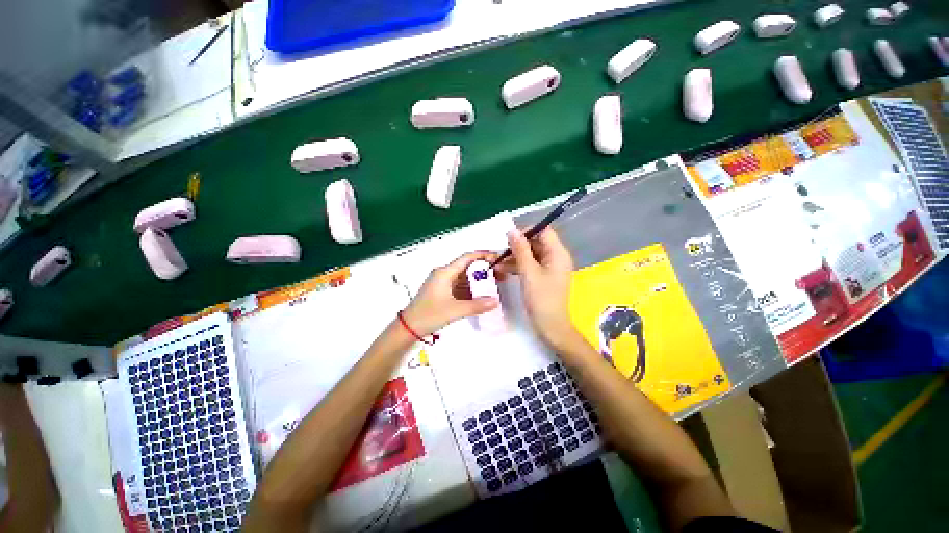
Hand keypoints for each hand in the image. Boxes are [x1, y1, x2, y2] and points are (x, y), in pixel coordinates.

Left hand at [401, 251, 499, 336]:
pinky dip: (471, 290)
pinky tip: (482, 296)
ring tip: (494, 285)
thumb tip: (495, 301)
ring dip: (478, 281)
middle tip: (500, 275)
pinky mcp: (442, 293)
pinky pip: (460, 287)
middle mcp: (444, 274)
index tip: (497, 259)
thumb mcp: (454, 310)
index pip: (467, 258)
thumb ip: (476, 305)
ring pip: (464, 278)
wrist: (408, 328)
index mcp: (445, 272)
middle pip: (467, 267)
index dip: (483, 256)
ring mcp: (443, 284)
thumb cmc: (428, 315)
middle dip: (484, 270)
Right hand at [497, 228, 579, 349]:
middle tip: (500, 251)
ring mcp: (550, 268)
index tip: (509, 237)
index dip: (527, 231)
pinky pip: (531, 265)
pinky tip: (503, 270)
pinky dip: (518, 266)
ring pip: (531, 254)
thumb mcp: (528, 272)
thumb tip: (512, 230)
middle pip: (536, 242)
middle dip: (518, 245)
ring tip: (498, 262)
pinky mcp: (544, 277)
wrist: (551, 326)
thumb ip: (520, 250)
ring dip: (515, 256)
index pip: (544, 231)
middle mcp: (556, 257)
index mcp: (558, 253)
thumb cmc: (542, 298)